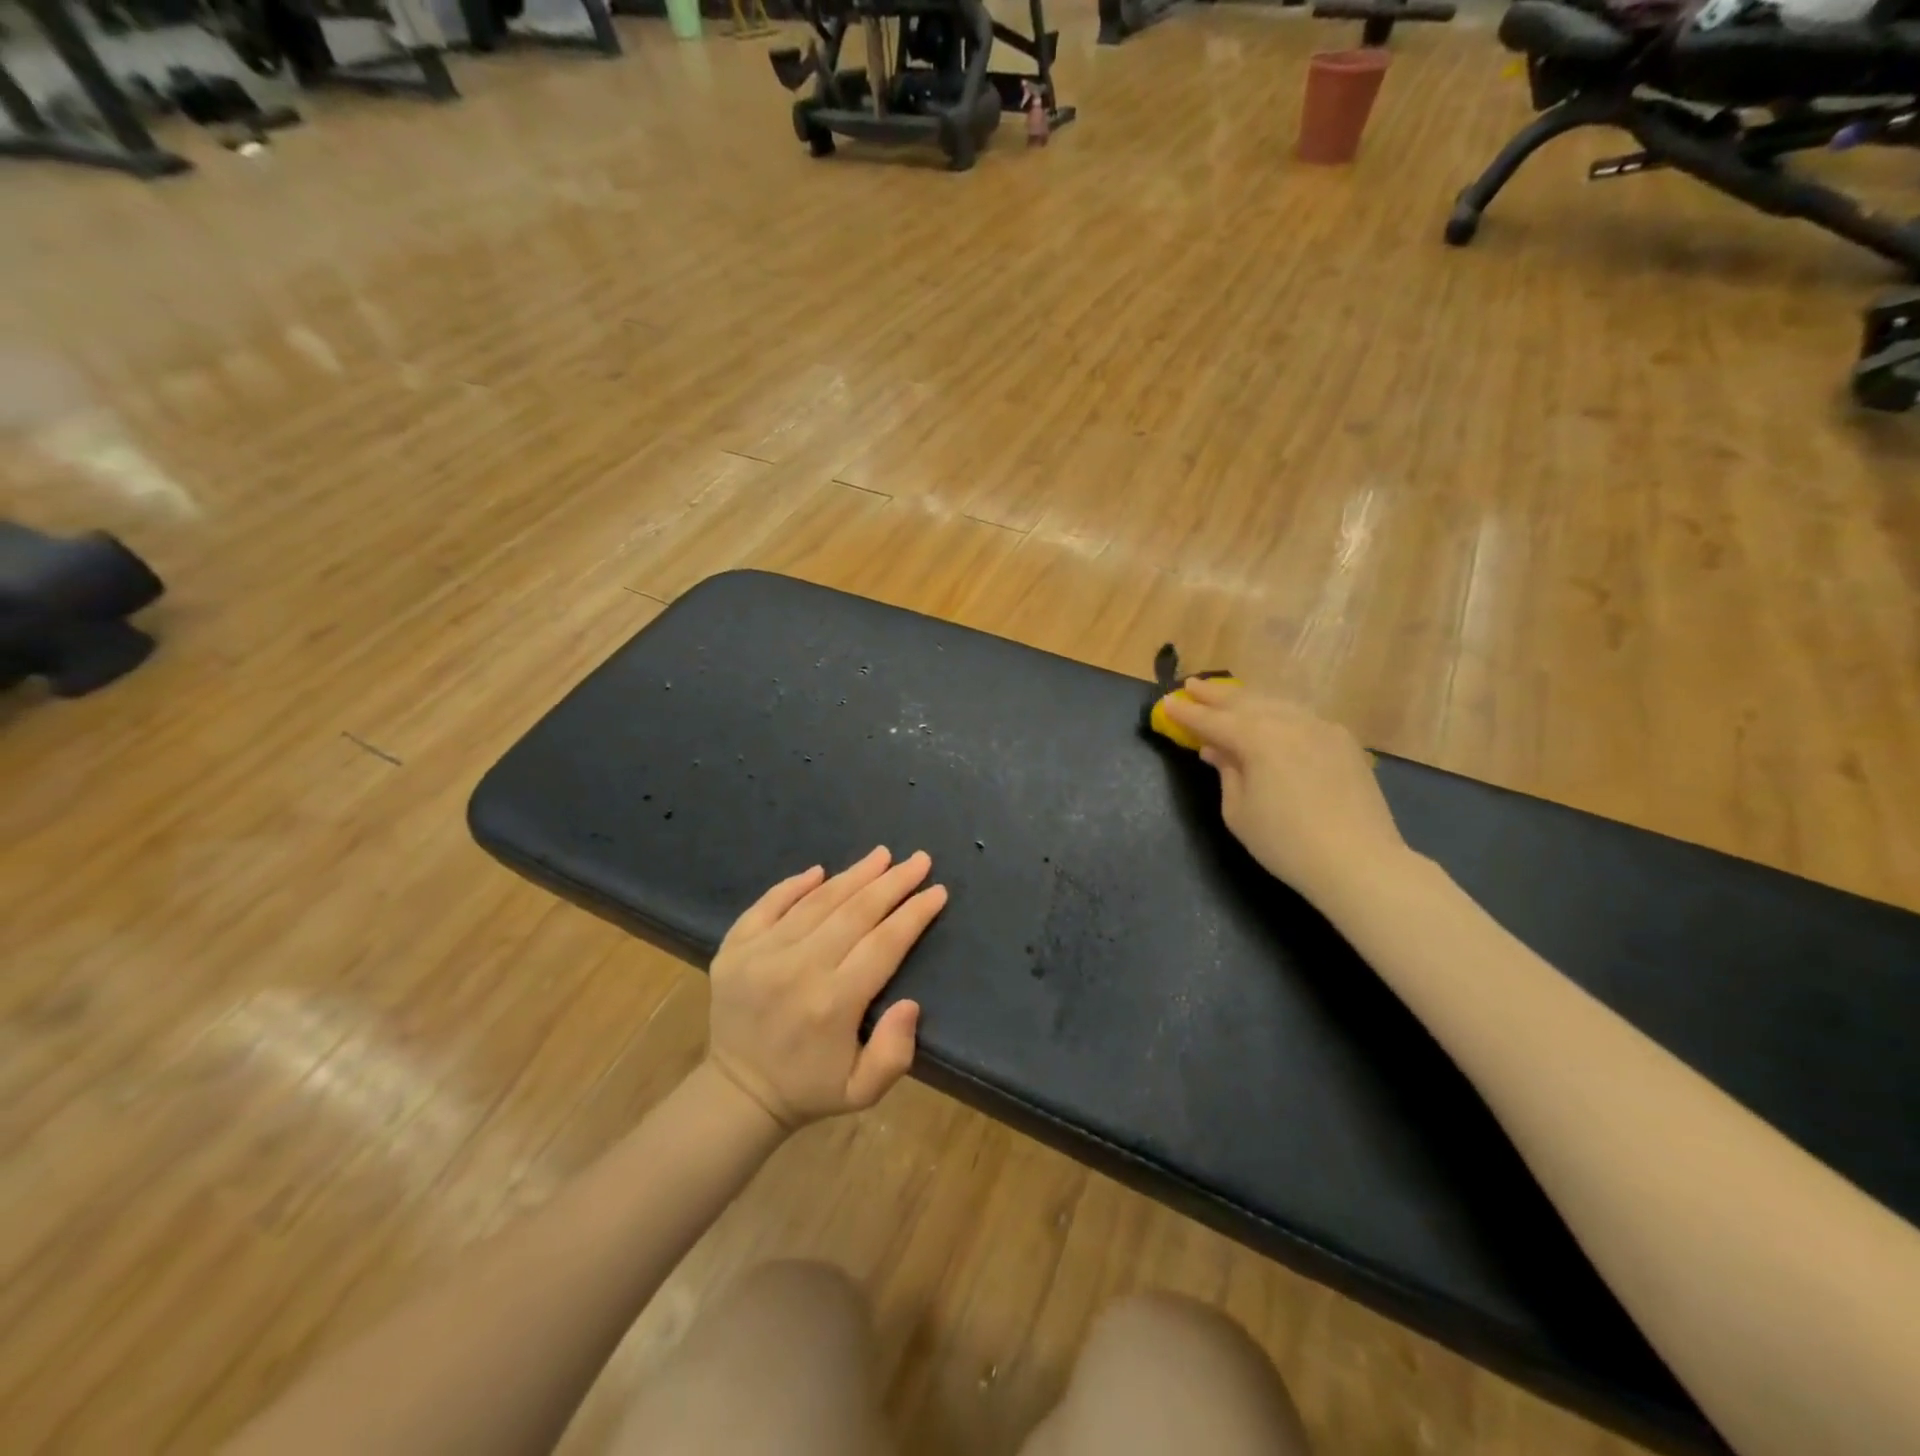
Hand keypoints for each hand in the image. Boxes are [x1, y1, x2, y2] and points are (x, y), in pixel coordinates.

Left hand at [707, 847, 947, 1129]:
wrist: (736, 1094)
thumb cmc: (809, 1088)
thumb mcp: (862, 1090)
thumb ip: (894, 1052)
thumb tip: (911, 1003)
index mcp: (833, 1004)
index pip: (884, 944)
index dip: (914, 914)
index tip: (937, 891)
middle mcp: (798, 970)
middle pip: (855, 912)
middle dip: (892, 882)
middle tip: (919, 859)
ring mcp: (761, 954)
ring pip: (817, 902)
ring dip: (853, 875)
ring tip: (881, 855)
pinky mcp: (734, 948)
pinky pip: (769, 904)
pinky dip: (795, 885)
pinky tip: (821, 870)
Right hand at [1160, 679, 1408, 906]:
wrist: (1358, 860)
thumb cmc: (1285, 842)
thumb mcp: (1238, 812)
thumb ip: (1226, 773)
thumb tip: (1216, 750)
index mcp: (1257, 738)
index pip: (1212, 720)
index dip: (1186, 712)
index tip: (1166, 702)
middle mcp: (1288, 722)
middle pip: (1244, 701)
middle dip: (1215, 695)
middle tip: (1192, 686)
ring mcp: (1320, 727)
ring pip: (1275, 703)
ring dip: (1247, 699)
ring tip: (1228, 697)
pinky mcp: (1342, 740)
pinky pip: (1301, 716)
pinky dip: (1277, 712)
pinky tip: (1271, 718)